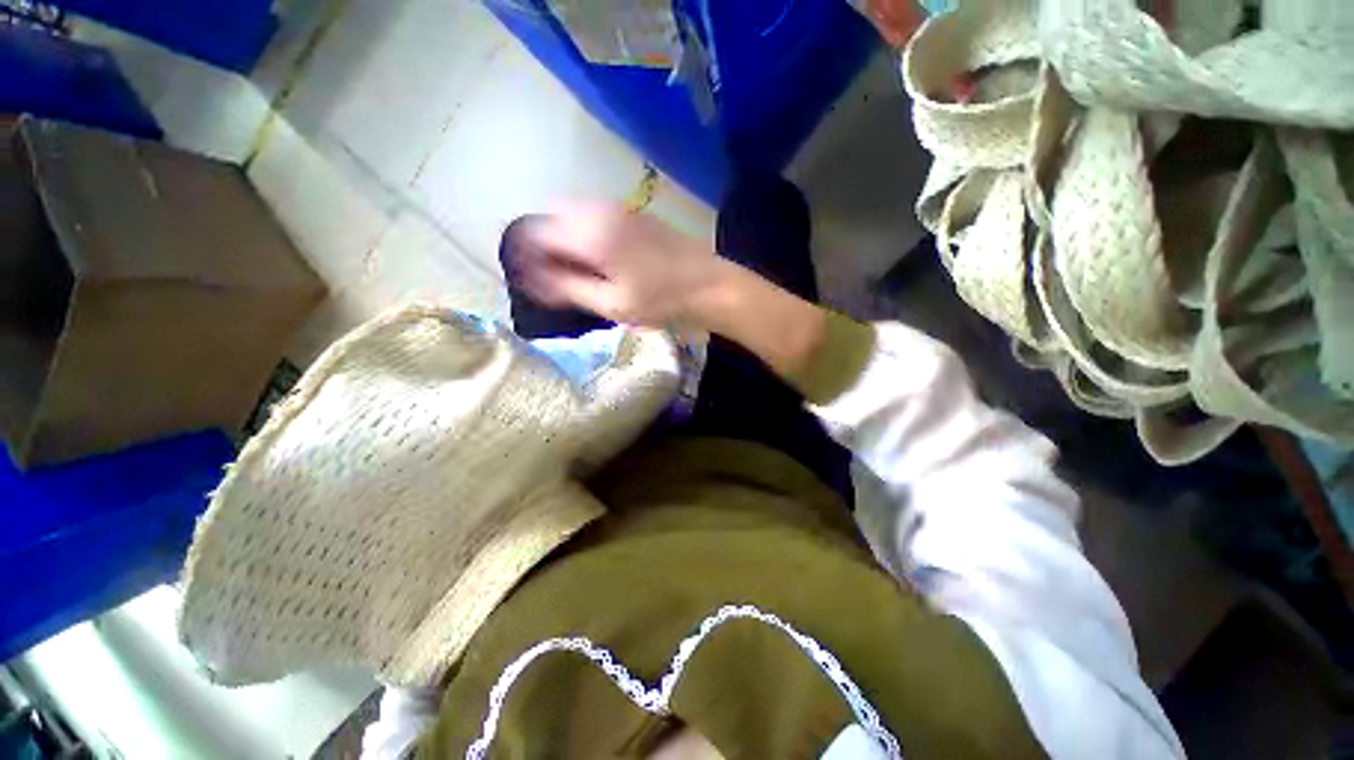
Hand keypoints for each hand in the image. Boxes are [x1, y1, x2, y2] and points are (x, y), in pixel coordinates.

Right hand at [510, 203, 724, 326]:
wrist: (708, 284)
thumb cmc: (660, 300)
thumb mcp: (612, 303)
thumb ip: (568, 288)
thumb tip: (531, 279)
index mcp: (590, 234)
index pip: (537, 232)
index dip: (525, 254)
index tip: (527, 277)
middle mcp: (599, 211)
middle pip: (552, 215)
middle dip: (542, 241)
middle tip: (549, 273)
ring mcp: (619, 208)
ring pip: (573, 211)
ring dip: (562, 234)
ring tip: (572, 268)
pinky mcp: (634, 213)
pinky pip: (594, 213)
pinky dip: (582, 229)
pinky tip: (596, 256)